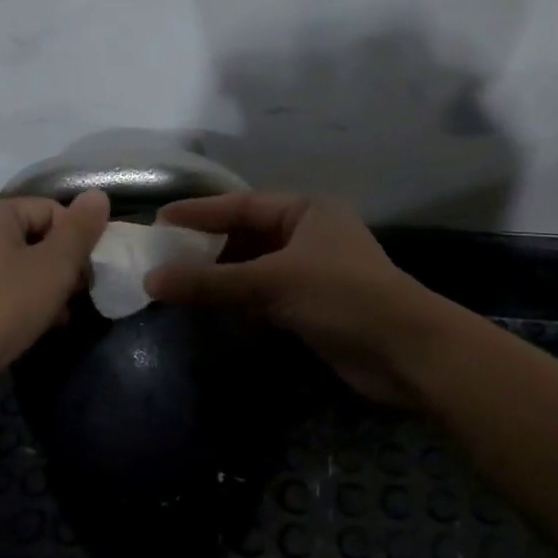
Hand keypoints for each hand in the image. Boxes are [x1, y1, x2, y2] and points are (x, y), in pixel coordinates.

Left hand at [0, 189, 109, 411]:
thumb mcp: (53, 267)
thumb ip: (79, 231)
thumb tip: (98, 194)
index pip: (52, 210)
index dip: (77, 240)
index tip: (89, 275)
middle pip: (34, 239)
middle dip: (62, 268)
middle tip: (76, 299)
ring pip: (17, 269)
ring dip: (44, 291)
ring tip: (59, 319)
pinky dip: (19, 306)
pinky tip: (32, 331)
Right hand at [144, 192, 454, 407]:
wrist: (405, 352)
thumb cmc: (341, 297)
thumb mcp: (273, 281)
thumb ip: (212, 282)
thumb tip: (151, 280)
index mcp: (306, 210)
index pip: (242, 205)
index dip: (200, 213)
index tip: (159, 221)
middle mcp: (309, 234)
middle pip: (247, 236)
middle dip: (208, 250)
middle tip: (163, 258)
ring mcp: (312, 272)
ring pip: (254, 270)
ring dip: (222, 280)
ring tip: (177, 286)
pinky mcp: (312, 307)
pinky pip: (265, 298)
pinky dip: (240, 304)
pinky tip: (211, 312)